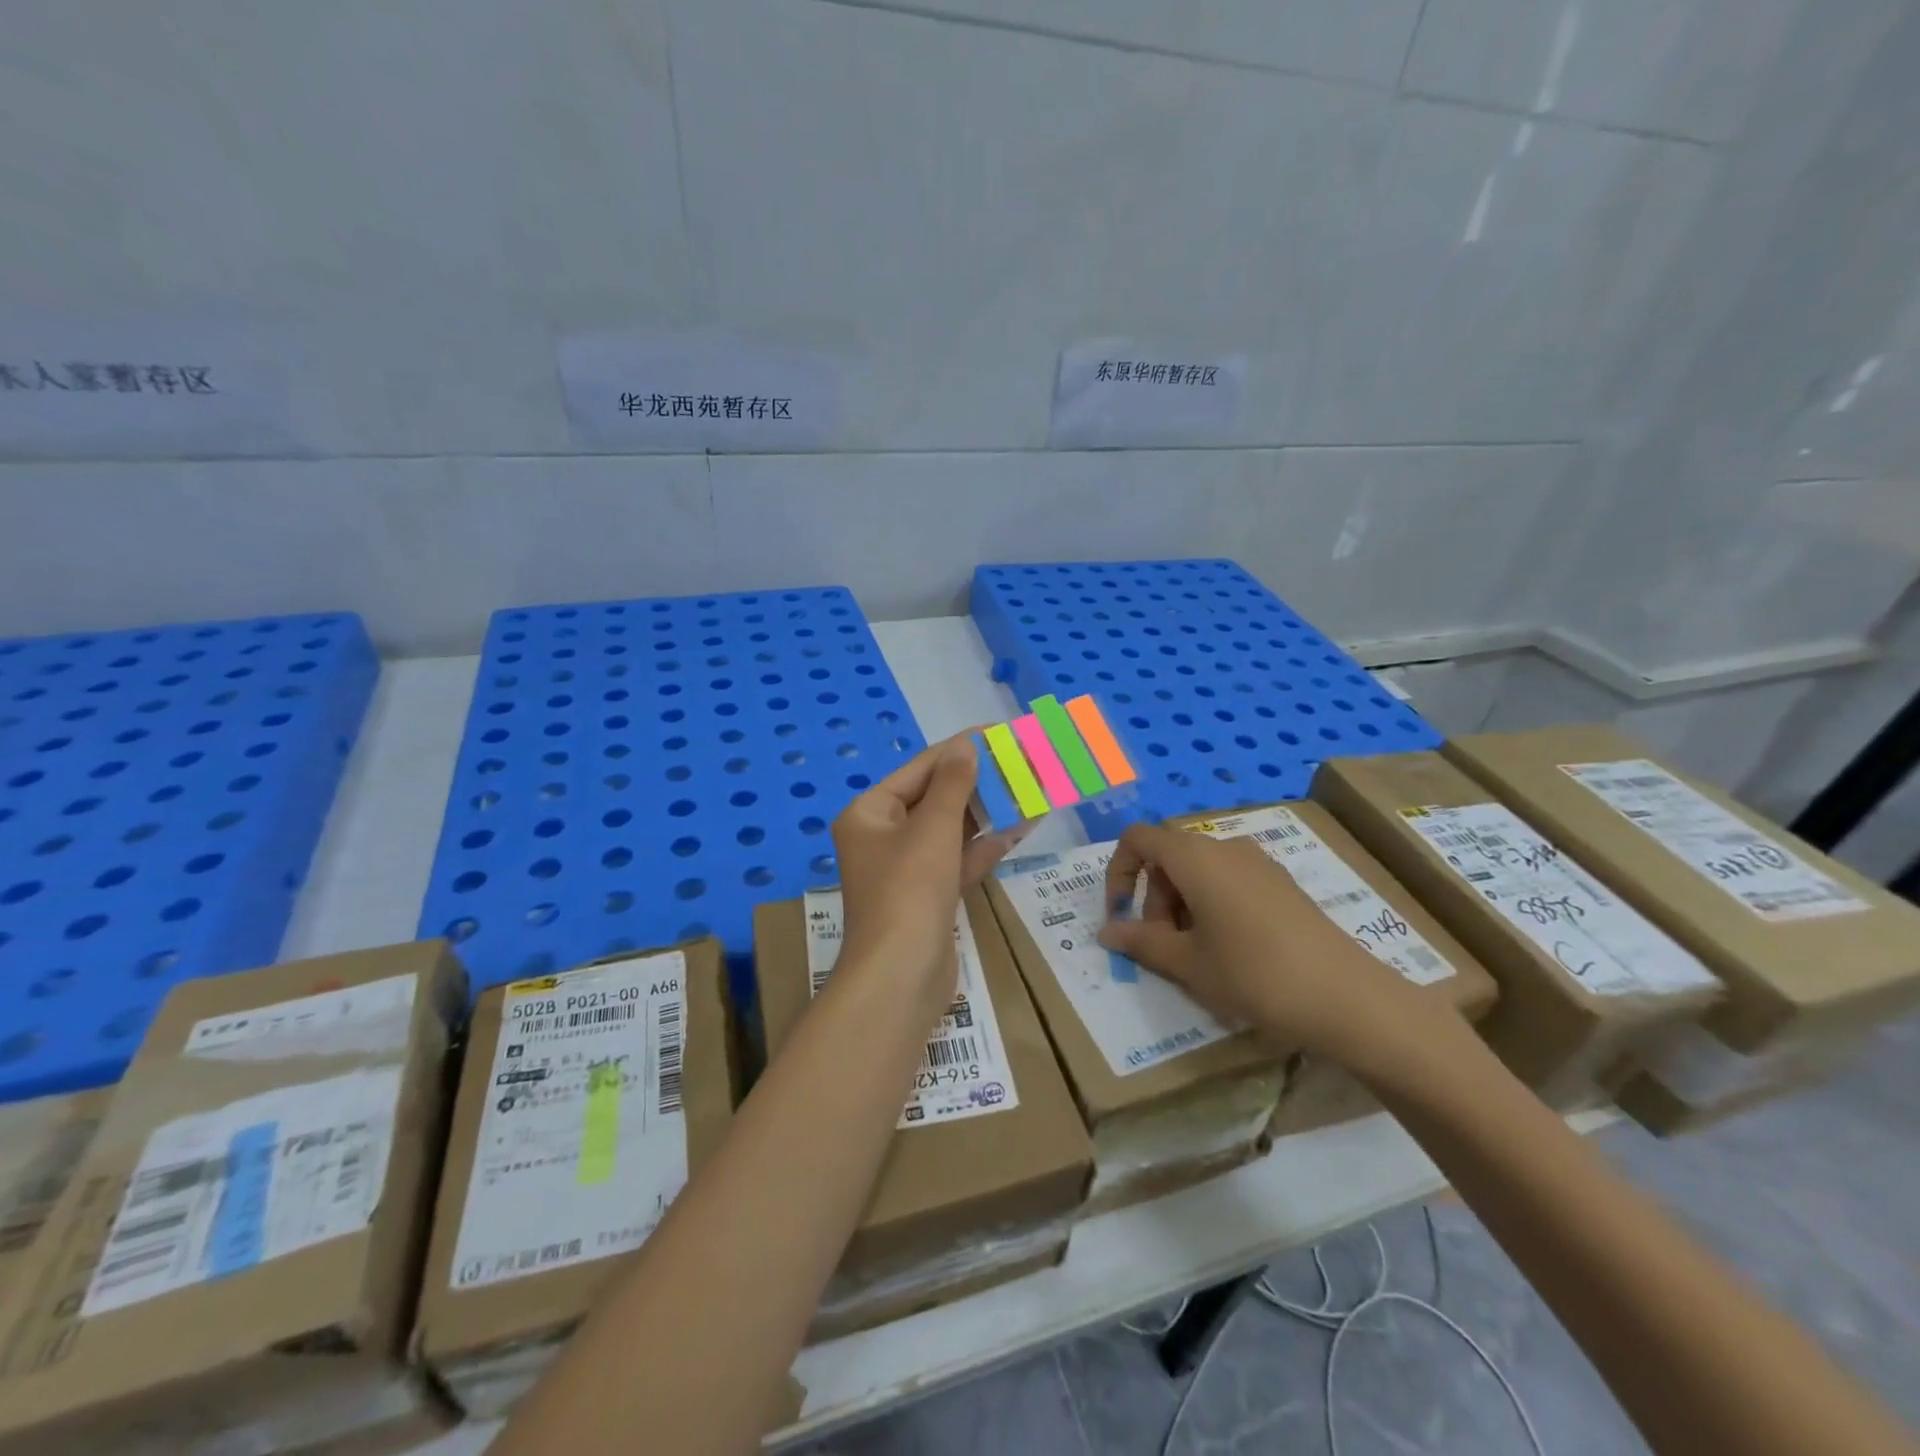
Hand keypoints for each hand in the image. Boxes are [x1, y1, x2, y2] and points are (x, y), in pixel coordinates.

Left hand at [831, 735, 1025, 1019]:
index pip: (919, 769)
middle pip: (934, 798)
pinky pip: (957, 861)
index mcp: (869, 814)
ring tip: (1028, 789)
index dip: (957, 750)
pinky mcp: (927, 897)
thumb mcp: (932, 829)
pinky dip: (984, 847)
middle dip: (977, 783)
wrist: (900, 978)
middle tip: (1020, 762)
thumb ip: (952, 784)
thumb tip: (965, 745)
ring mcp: (905, 870)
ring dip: (986, 813)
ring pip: (949, 831)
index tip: (996, 734)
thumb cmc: (908, 891)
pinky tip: (1021, 829)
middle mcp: (882, 837)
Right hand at [1095, 823, 1441, 1069]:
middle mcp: (1225, 848)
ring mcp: (1258, 863)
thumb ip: (1141, 942)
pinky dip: (1211, 906)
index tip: (1121, 916)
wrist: (1348, 998)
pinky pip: (1229, 880)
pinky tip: (1230, 951)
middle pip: (1169, 857)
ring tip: (1196, 956)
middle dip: (1153, 899)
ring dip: (1181, 906)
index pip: (1138, 839)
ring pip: (1199, 871)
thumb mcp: (1188, 964)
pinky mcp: (1281, 883)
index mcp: (1196, 858)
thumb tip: (1107, 932)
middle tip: (1163, 949)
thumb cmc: (1255, 975)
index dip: (1118, 872)